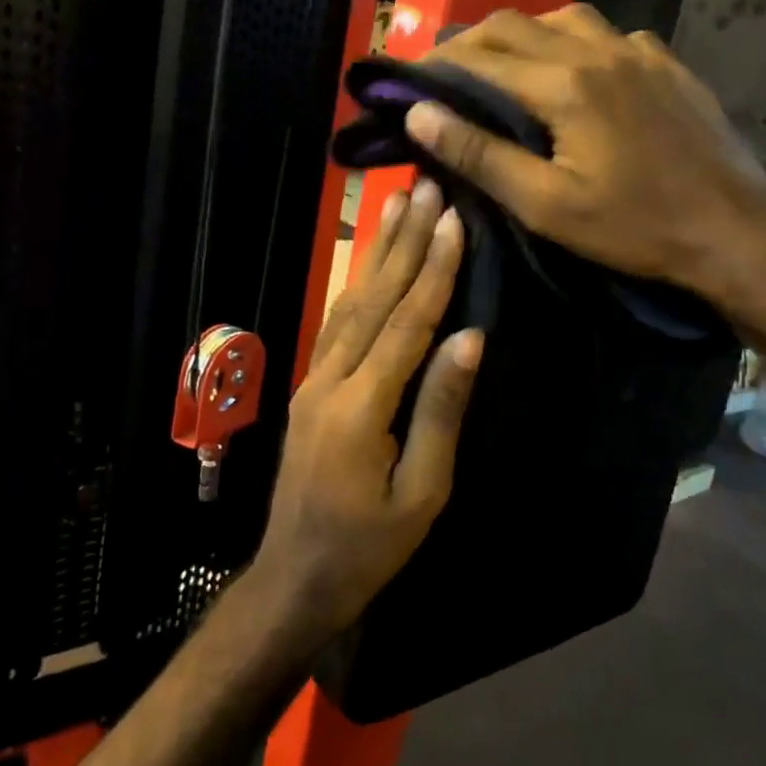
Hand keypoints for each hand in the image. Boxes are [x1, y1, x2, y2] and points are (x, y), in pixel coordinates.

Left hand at [253, 179, 482, 637]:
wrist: (295, 578)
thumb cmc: (369, 546)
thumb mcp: (422, 491)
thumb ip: (441, 409)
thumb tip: (471, 338)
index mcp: (361, 406)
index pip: (407, 323)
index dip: (434, 269)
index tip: (454, 219)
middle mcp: (330, 380)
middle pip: (373, 299)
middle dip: (403, 242)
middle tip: (424, 188)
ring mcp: (312, 382)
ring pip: (349, 305)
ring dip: (375, 253)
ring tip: (394, 205)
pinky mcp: (308, 390)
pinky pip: (335, 326)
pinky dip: (355, 287)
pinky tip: (366, 264)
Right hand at [404, 5, 765, 335]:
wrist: (734, 230)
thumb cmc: (634, 228)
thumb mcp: (546, 205)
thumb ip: (480, 155)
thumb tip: (418, 114)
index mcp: (565, 84)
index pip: (481, 56)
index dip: (436, 65)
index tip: (407, 81)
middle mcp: (600, 51)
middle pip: (516, 24)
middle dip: (471, 44)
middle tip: (443, 76)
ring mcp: (640, 53)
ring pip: (564, 20)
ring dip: (522, 37)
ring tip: (502, 71)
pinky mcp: (667, 66)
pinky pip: (608, 36)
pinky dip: (572, 44)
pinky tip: (574, 75)